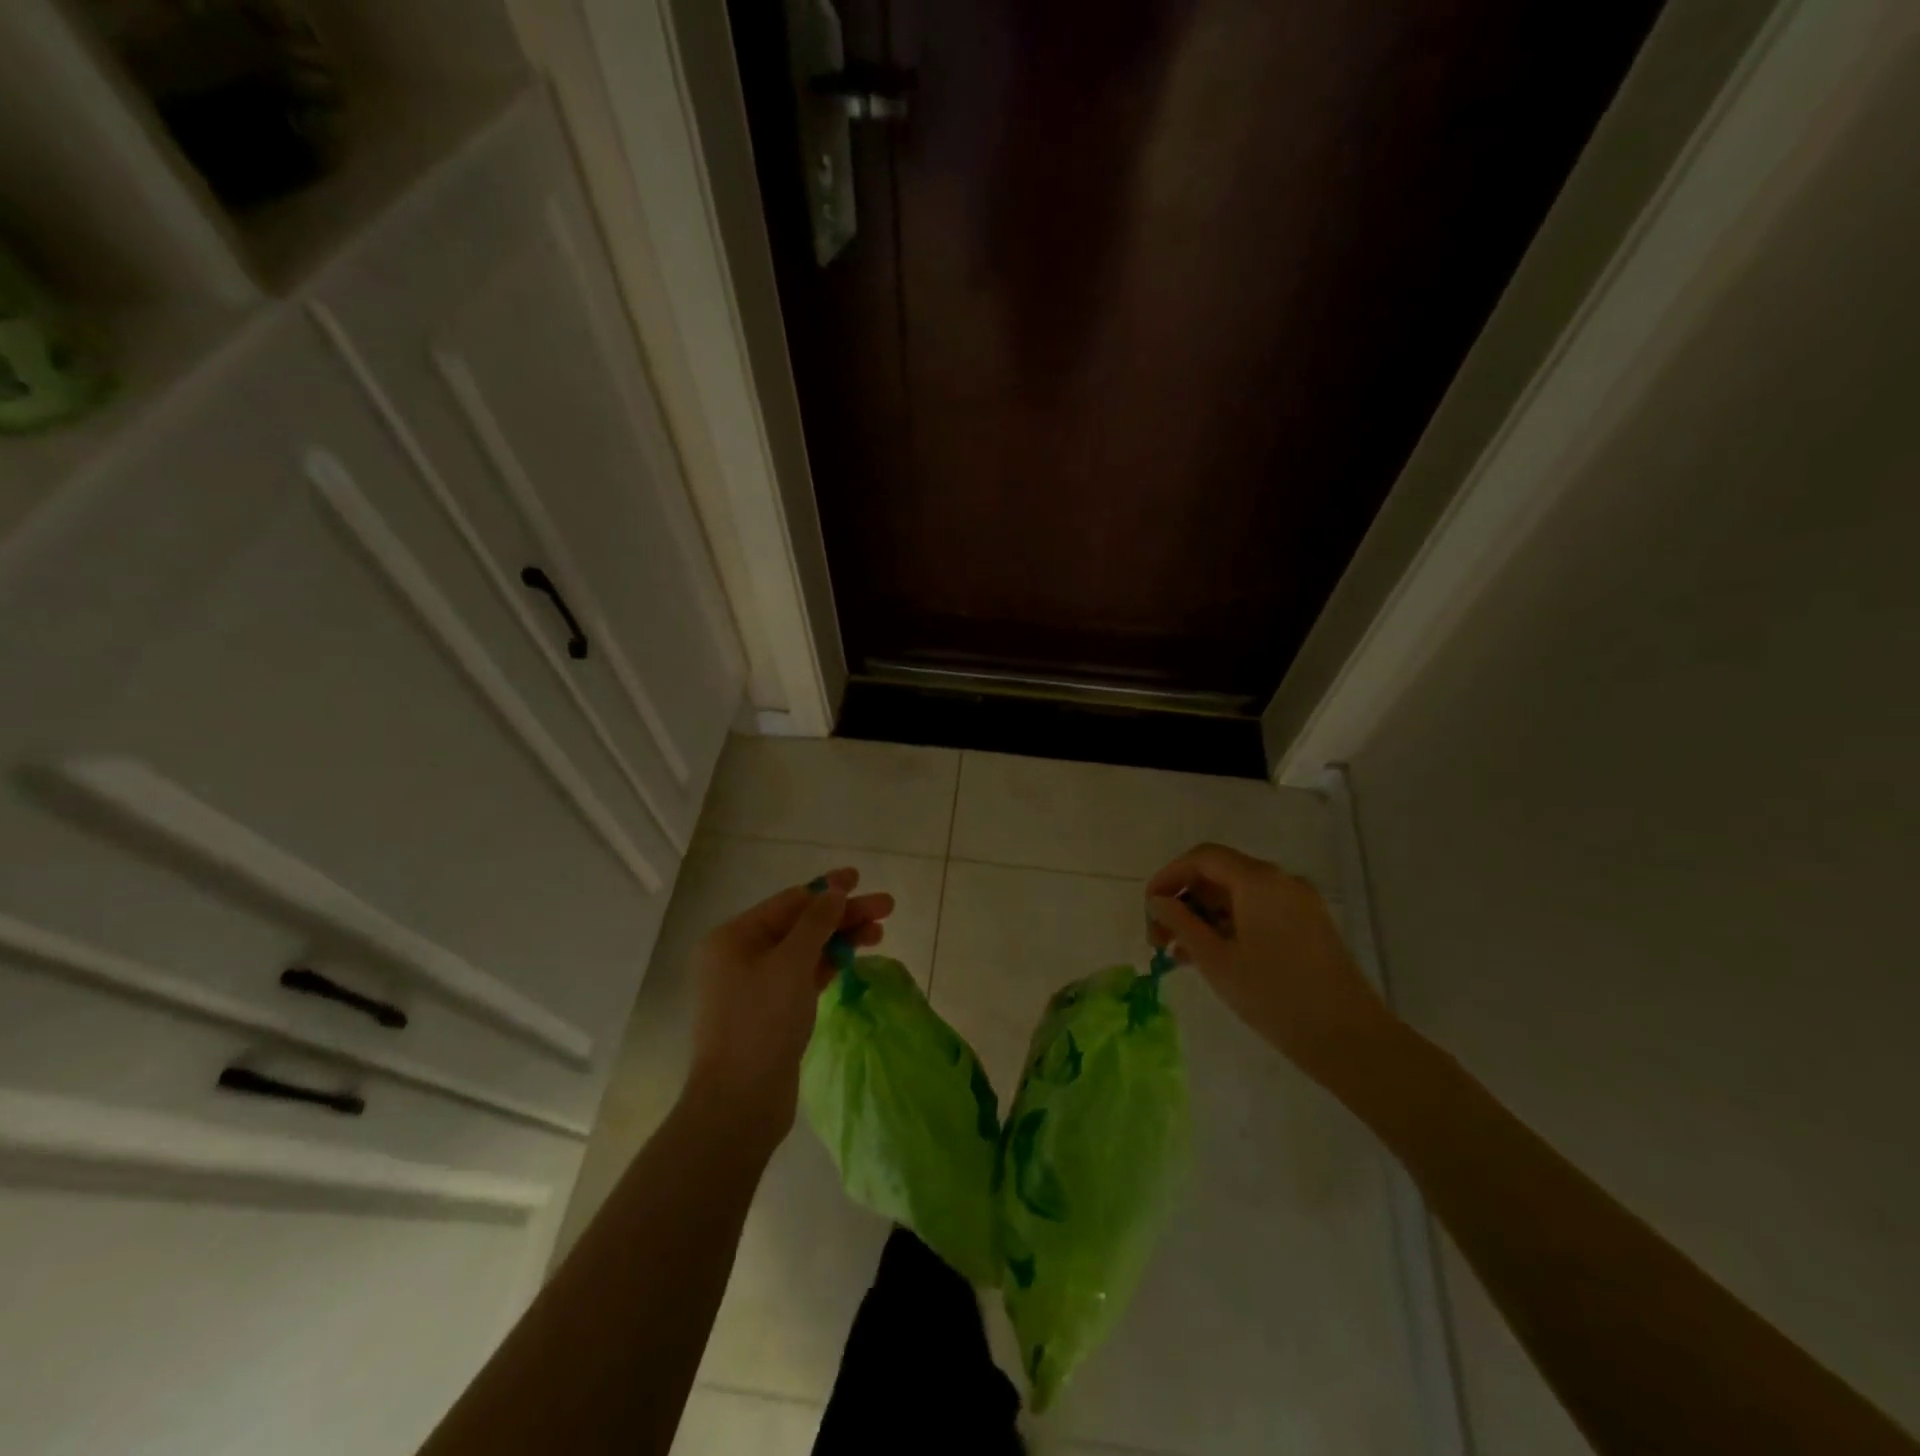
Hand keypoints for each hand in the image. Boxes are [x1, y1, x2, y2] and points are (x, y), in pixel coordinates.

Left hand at [685, 868, 893, 1149]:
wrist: (740, 1103)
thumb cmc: (761, 1023)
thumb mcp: (791, 964)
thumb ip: (816, 923)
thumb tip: (834, 891)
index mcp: (735, 937)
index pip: (790, 901)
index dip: (828, 889)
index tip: (861, 879)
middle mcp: (741, 955)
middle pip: (801, 924)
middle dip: (842, 915)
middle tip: (886, 908)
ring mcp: (756, 985)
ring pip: (806, 950)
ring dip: (841, 939)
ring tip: (879, 934)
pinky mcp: (771, 1011)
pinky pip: (804, 975)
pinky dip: (829, 965)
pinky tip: (854, 960)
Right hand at [1146, 843, 1391, 1084]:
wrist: (1349, 1039)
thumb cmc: (1274, 996)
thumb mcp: (1216, 960)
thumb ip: (1180, 923)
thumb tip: (1158, 901)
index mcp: (1258, 881)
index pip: (1202, 858)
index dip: (1169, 876)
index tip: (1149, 908)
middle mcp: (1280, 881)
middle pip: (1219, 874)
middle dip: (1184, 900)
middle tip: (1160, 939)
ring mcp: (1298, 903)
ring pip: (1237, 895)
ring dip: (1204, 916)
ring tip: (1180, 954)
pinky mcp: (1308, 925)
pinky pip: (1258, 911)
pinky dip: (1229, 925)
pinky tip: (1212, 956)